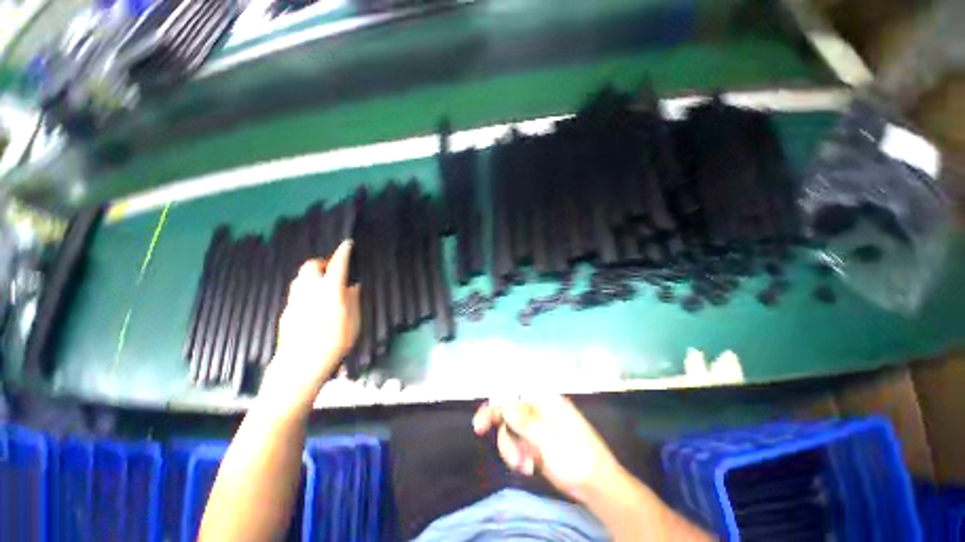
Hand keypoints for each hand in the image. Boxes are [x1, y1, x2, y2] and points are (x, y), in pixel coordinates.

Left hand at [270, 240, 360, 386]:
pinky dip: (306, 289)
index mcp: (330, 290)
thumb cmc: (334, 342)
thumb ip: (353, 300)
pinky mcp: (286, 311)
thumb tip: (353, 287)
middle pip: (311, 266)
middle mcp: (309, 290)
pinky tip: (313, 302)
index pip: (337, 264)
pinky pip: (296, 292)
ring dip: (312, 274)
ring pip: (300, 278)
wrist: (301, 364)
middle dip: (322, 262)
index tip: (347, 244)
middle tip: (332, 269)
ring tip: (323, 283)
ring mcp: (295, 300)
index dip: (343, 252)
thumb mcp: (353, 321)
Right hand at [473, 395, 624, 501]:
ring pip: (510, 429)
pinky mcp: (536, 443)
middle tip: (481, 432)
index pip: (514, 392)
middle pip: (508, 409)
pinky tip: (528, 468)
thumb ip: (524, 421)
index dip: (495, 400)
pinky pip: (517, 443)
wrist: (596, 485)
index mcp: (544, 400)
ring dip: (511, 447)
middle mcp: (538, 409)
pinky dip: (517, 455)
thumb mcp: (549, 439)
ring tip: (524, 466)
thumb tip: (504, 405)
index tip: (480, 419)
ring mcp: (537, 427)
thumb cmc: (576, 456)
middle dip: (500, 425)